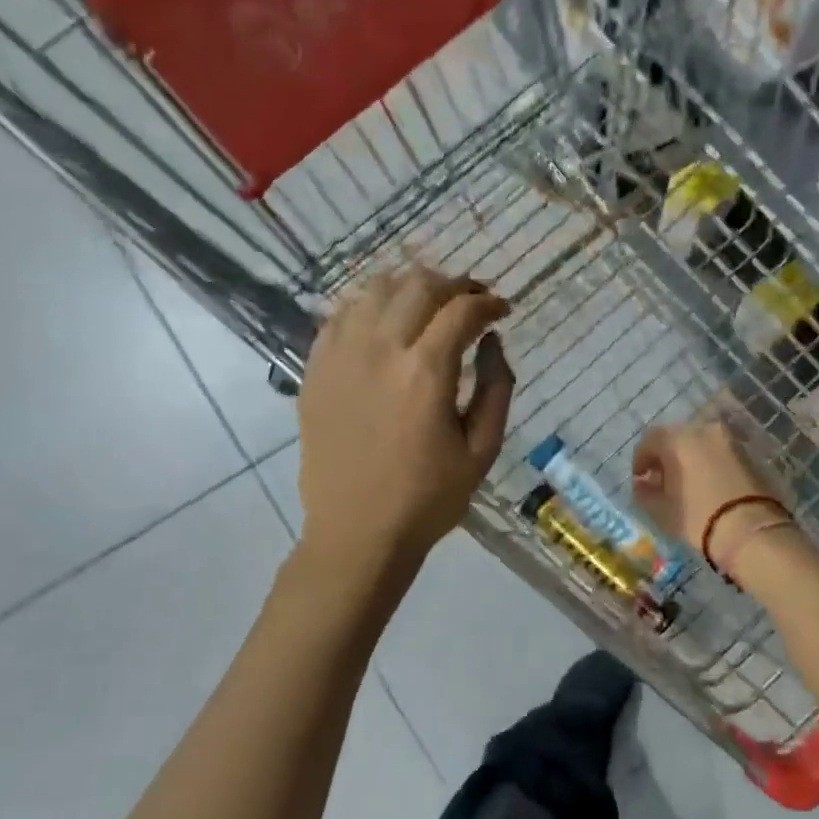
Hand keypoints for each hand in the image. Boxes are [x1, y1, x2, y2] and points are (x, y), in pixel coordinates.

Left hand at [297, 265, 513, 567]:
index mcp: (426, 373)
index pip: (462, 310)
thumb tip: (492, 341)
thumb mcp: (482, 450)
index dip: (489, 302)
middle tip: (472, 303)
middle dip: (455, 286)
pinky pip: (342, 314)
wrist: (357, 532)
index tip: (503, 310)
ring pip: (377, 289)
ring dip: (412, 287)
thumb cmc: (428, 498)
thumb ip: (497, 387)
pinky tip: (387, 324)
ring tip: (431, 307)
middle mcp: (380, 350)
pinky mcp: (315, 368)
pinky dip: (371, 306)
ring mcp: (340, 355)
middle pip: (420, 285)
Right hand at [631, 417, 781, 563]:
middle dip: (665, 456)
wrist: (751, 530)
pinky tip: (706, 483)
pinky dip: (708, 462)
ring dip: (688, 457)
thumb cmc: (698, 517)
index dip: (641, 459)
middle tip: (661, 479)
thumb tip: (642, 483)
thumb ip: (645, 492)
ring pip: (700, 442)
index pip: (650, 440)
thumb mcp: (661, 510)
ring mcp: (728, 440)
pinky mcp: (747, 453)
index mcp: (678, 439)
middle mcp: (703, 430)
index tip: (640, 479)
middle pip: (676, 437)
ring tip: (685, 483)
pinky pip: (718, 452)